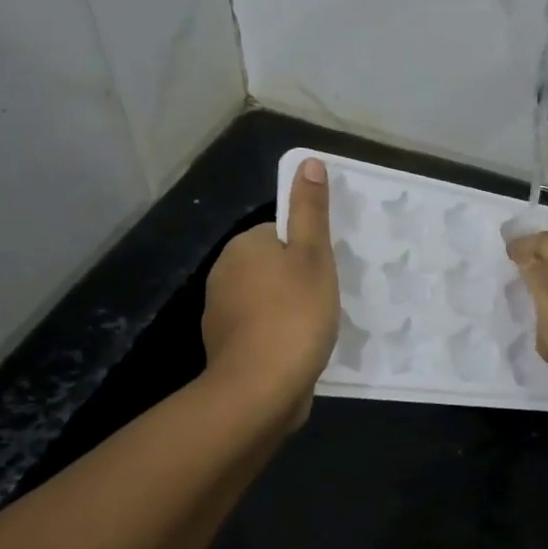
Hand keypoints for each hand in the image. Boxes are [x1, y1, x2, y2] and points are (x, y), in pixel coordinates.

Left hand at [202, 158, 339, 428]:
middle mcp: (223, 274)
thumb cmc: (295, 314)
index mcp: (244, 247)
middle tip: (325, 302)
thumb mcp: (313, 256)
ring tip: (316, 330)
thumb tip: (308, 160)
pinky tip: (297, 353)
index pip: (281, 234)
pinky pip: (259, 331)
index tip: (327, 274)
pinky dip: (277, 337)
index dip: (308, 252)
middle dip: (298, 282)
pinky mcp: (226, 348)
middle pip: (272, 267)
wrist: (261, 388)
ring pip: (266, 300)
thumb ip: (310, 210)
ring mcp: (220, 314)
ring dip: (288, 311)